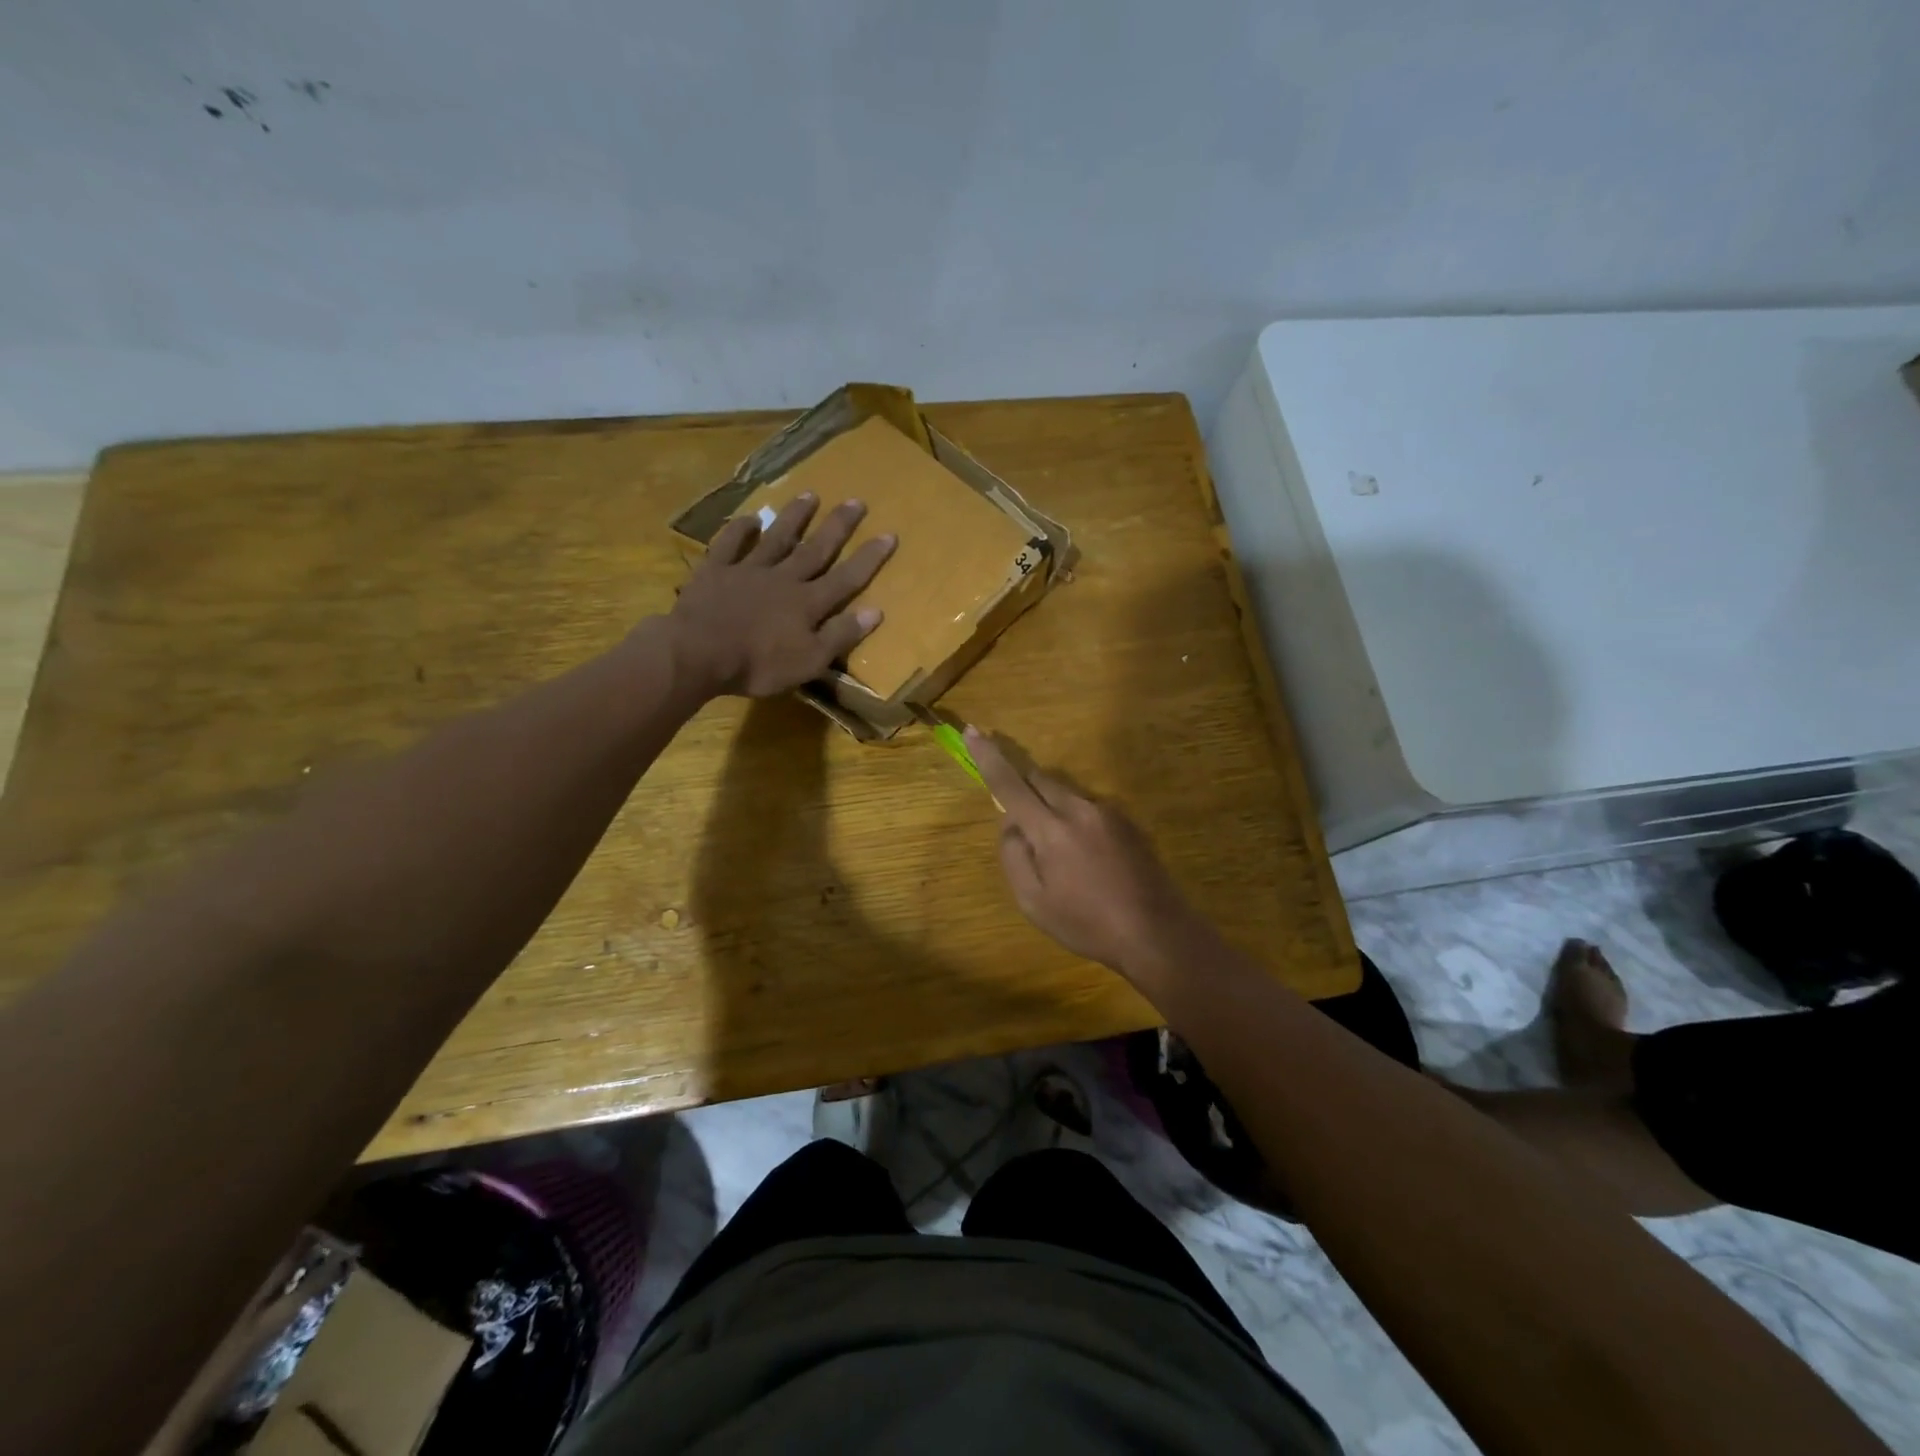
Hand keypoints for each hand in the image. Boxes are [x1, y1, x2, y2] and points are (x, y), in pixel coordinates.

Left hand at [669, 493, 895, 697]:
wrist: (698, 653)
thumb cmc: (758, 665)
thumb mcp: (809, 661)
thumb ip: (841, 635)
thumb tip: (876, 611)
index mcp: (808, 603)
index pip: (847, 577)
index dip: (869, 557)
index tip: (889, 534)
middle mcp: (784, 578)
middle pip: (816, 548)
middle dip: (838, 526)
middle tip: (856, 501)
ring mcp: (748, 570)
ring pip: (777, 538)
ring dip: (795, 517)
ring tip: (810, 495)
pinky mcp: (716, 571)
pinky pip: (730, 544)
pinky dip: (740, 529)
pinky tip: (750, 518)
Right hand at [966, 728, 1213, 982]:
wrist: (1157, 932)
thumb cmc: (1087, 924)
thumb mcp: (1033, 902)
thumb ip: (1014, 856)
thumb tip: (1011, 824)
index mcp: (1051, 829)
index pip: (1010, 783)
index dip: (988, 757)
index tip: (973, 732)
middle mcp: (1079, 809)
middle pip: (1040, 779)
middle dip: (1022, 784)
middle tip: (1018, 815)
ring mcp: (1108, 812)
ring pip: (1066, 793)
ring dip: (1051, 807)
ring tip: (1060, 855)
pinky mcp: (1128, 822)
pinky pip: (1089, 808)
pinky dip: (1076, 820)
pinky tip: (1087, 859)